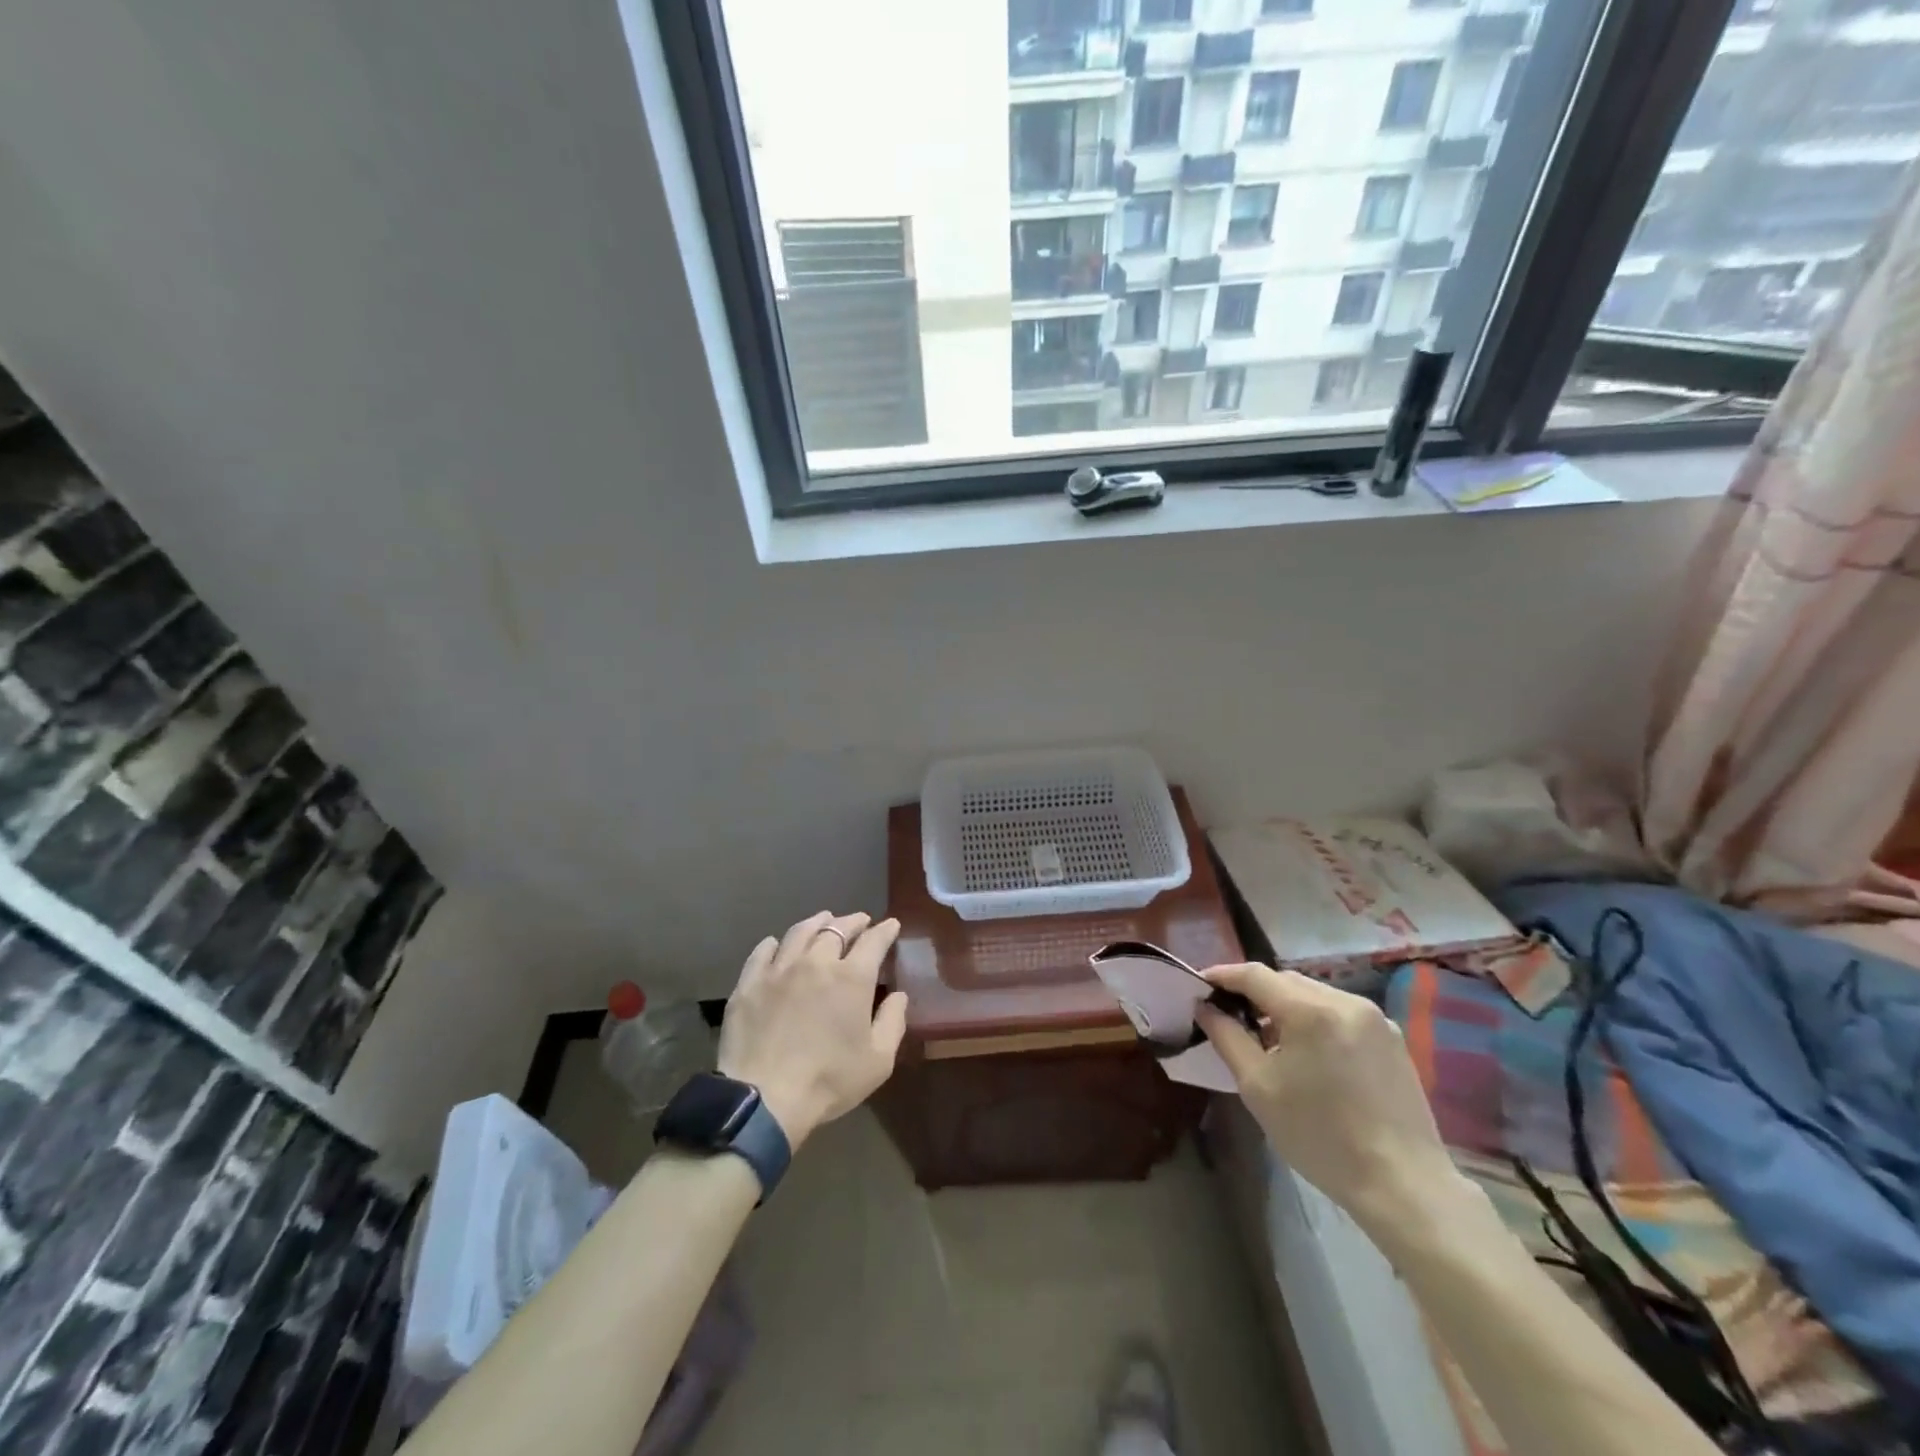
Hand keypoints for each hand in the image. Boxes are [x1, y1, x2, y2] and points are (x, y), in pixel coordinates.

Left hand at [717, 911, 907, 1150]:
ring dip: (817, 923)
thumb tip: (898, 995)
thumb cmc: (828, 1080)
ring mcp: (779, 969)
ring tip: (824, 921)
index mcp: (852, 977)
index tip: (891, 925)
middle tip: (860, 921)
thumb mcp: (878, 1061)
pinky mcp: (750, 982)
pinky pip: (763, 951)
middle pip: (837, 928)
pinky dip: (776, 943)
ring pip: (800, 932)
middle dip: (853, 921)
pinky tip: (778, 944)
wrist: (764, 1099)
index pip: (874, 941)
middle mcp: (816, 961)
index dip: (885, 930)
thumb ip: (893, 1022)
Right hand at [1196, 963, 1459, 1231]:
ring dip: (1286, 1006)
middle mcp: (1344, 1001)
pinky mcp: (1393, 1039)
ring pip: (1314, 995)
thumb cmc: (1319, 1136)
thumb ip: (1226, 1037)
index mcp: (1309, 1009)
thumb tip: (1204, 1007)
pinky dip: (1316, 1020)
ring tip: (1270, 1039)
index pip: (1254, 974)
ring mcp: (1374, 1018)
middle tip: (1231, 1015)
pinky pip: (1340, 1013)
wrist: (1402, 1184)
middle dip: (1255, 992)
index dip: (1223, 975)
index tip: (1200, 985)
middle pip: (1286, 980)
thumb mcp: (1258, 1087)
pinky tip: (1311, 1054)